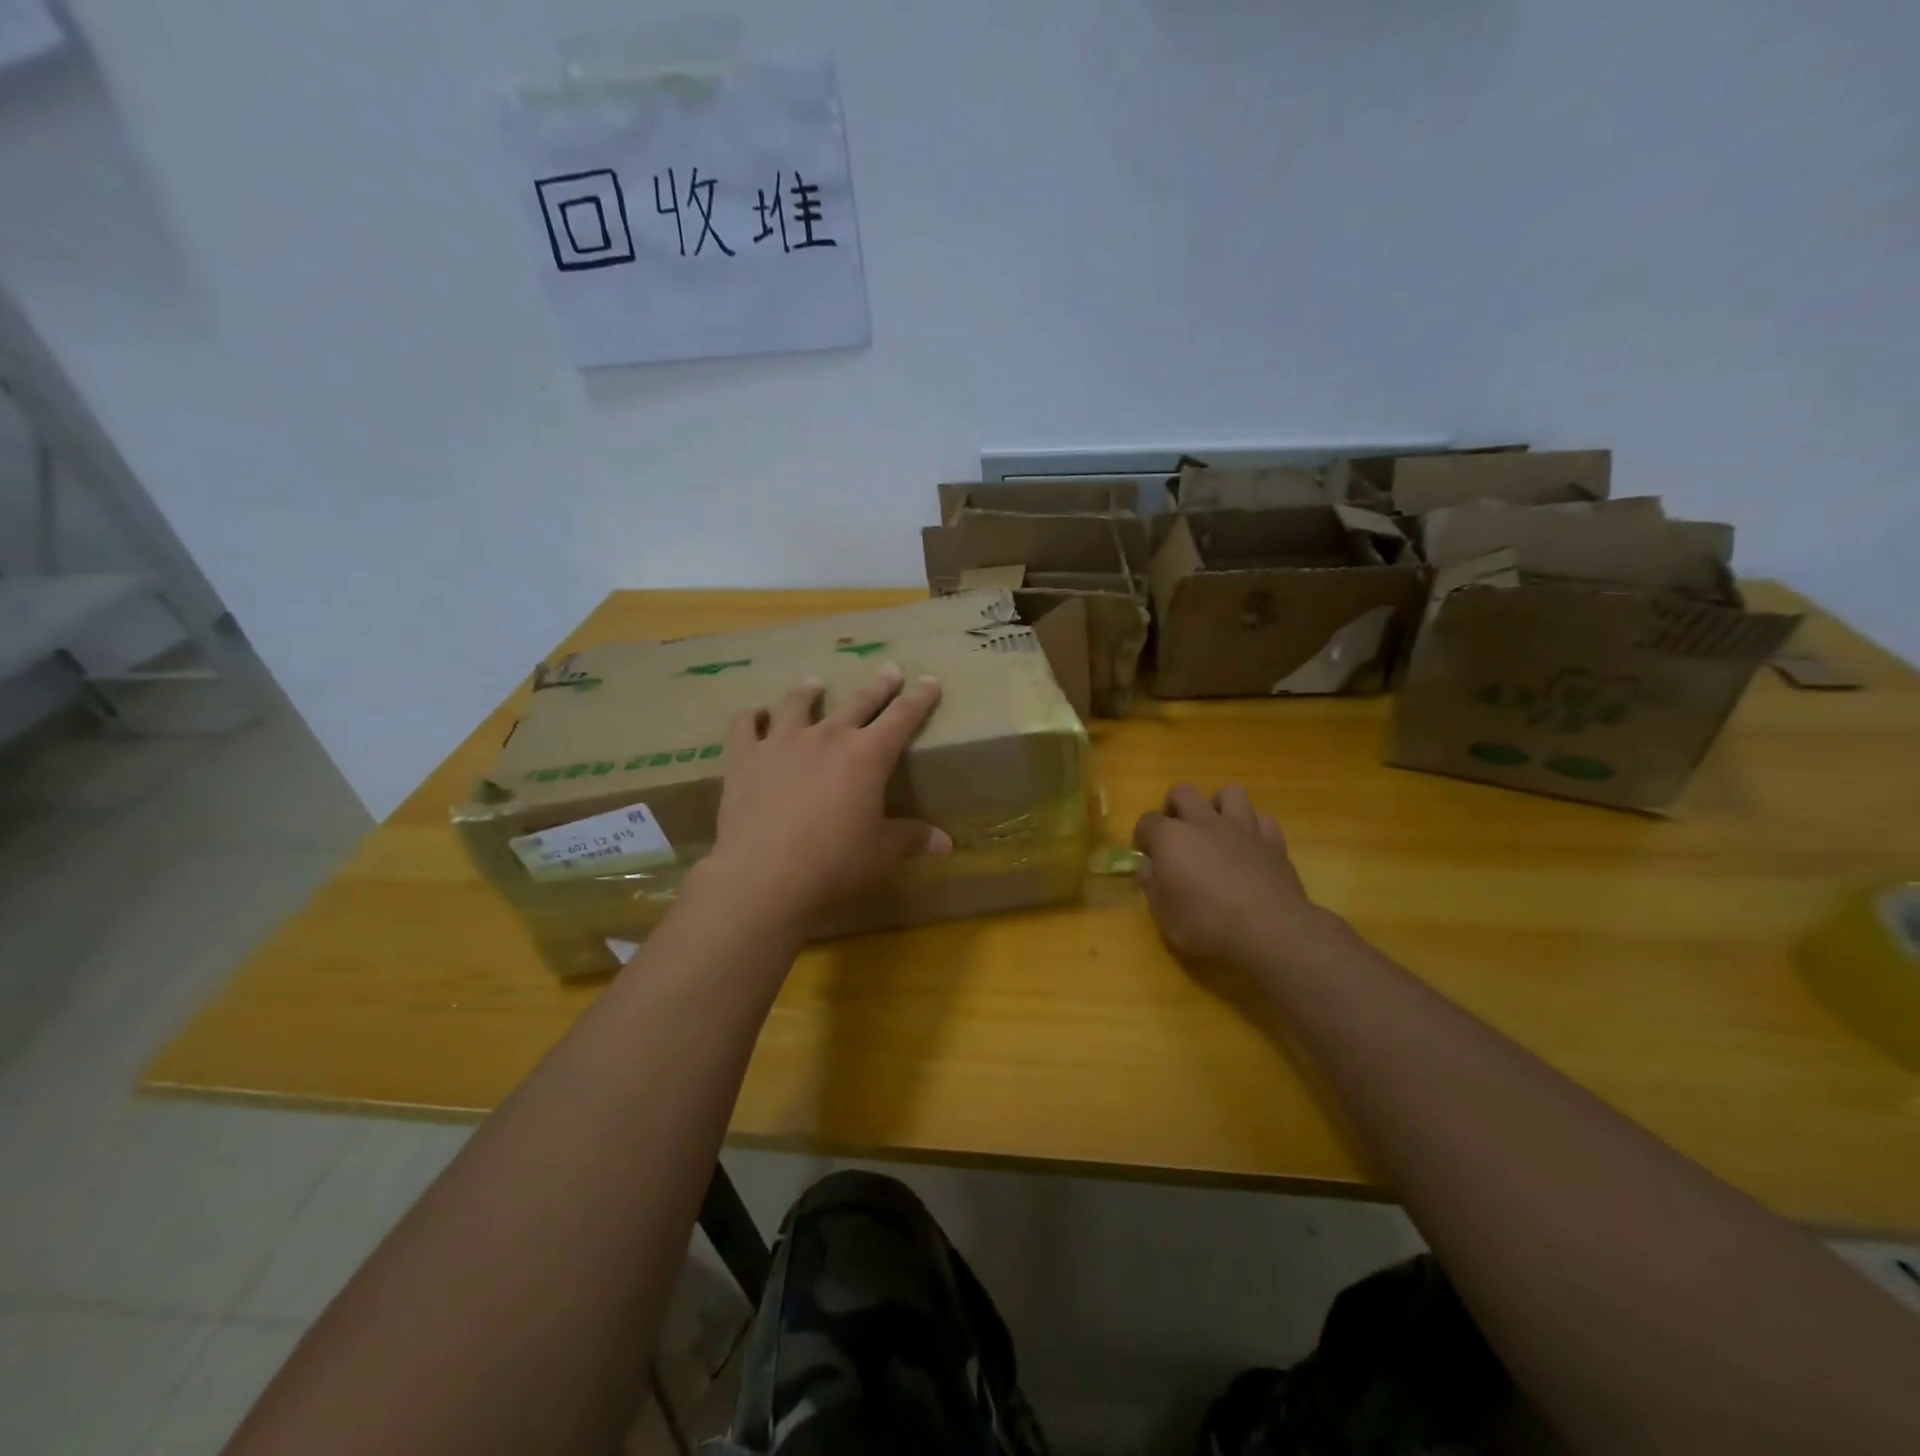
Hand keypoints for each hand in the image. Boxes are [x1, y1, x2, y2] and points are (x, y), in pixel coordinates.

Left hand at [698, 665, 949, 929]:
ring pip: (799, 704)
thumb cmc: (833, 864)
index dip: (919, 698)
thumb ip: (911, 839)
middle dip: (878, 686)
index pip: (903, 717)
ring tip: (815, 683)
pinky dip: (752, 716)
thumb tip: (946, 844)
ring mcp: (782, 742)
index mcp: (867, 756)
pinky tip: (755, 713)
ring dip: (809, 692)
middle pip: (858, 701)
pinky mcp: (745, 757)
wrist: (763, 877)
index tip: (929, 680)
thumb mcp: (881, 853)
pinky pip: (746, 725)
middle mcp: (828, 737)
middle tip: (889, 670)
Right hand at [1132, 784, 1338, 973]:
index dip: (1143, 836)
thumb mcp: (1163, 915)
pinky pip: (1262, 820)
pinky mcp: (1274, 842)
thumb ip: (1152, 885)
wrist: (1269, 932)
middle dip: (1175, 807)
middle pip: (1183, 792)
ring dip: (1219, 806)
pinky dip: (1254, 829)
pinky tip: (1250, 848)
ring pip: (1230, 792)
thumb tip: (1147, 867)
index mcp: (1171, 838)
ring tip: (1216, 831)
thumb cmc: (1206, 925)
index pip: (1147, 821)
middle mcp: (1204, 823)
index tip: (1147, 855)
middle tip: (1177, 834)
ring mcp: (1242, 828)